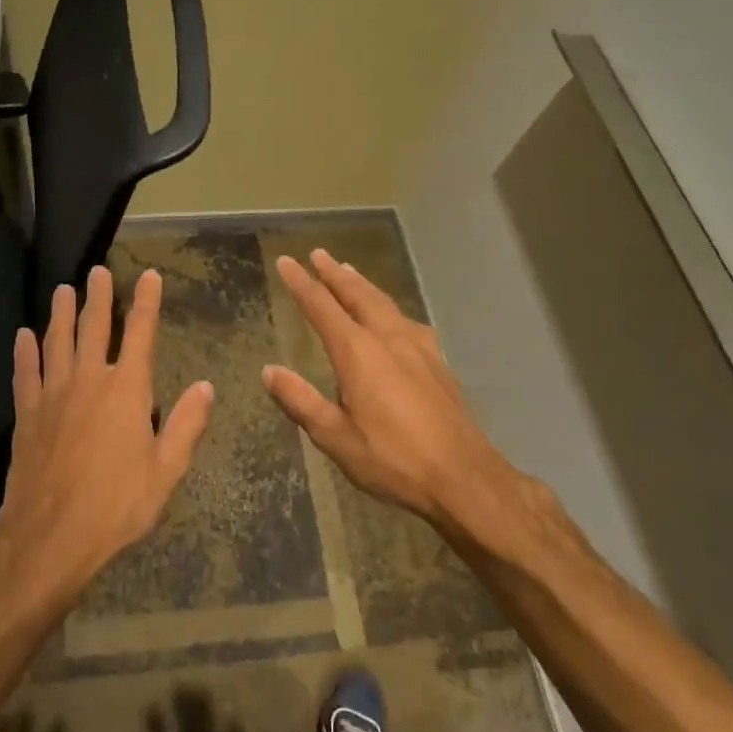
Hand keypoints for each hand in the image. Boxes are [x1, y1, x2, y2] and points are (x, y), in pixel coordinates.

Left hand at [0, 265, 213, 603]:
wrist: (51, 535)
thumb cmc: (117, 504)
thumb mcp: (166, 469)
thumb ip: (186, 424)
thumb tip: (206, 386)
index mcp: (126, 390)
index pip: (140, 333)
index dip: (146, 301)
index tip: (148, 275)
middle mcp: (88, 380)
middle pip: (93, 327)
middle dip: (97, 296)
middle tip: (97, 272)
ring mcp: (53, 394)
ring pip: (56, 342)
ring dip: (60, 313)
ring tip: (62, 290)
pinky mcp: (27, 414)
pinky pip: (26, 372)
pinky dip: (25, 352)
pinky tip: (24, 336)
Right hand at [262, 249, 541, 538]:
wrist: (463, 477)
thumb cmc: (393, 459)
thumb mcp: (336, 437)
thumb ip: (301, 401)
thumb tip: (269, 371)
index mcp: (359, 354)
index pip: (322, 308)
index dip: (302, 284)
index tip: (286, 262)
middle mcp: (388, 339)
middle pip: (358, 295)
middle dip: (335, 274)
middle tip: (319, 254)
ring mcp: (418, 348)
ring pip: (385, 304)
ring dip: (363, 285)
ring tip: (350, 271)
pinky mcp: (437, 362)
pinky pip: (407, 320)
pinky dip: (390, 307)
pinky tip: (395, 317)